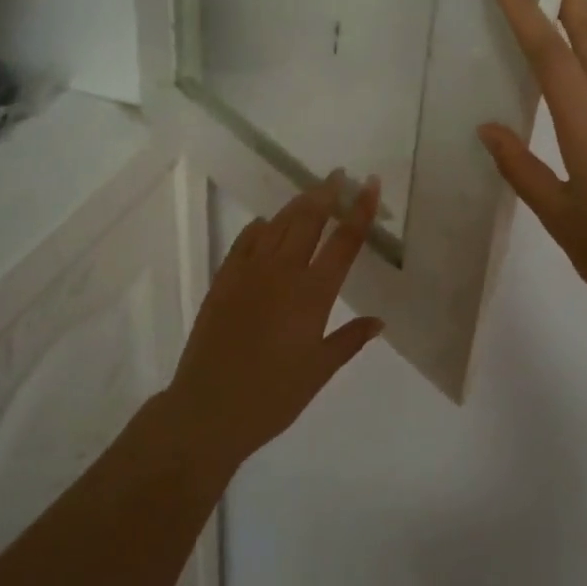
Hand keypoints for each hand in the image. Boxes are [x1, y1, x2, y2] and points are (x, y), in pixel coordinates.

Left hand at [166, 174, 384, 470]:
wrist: (208, 410)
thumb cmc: (273, 397)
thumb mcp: (319, 371)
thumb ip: (350, 340)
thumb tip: (378, 321)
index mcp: (312, 295)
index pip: (343, 242)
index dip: (359, 210)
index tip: (370, 184)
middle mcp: (282, 273)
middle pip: (308, 220)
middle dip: (326, 193)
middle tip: (339, 175)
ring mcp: (249, 273)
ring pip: (277, 225)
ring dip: (297, 205)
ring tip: (311, 193)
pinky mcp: (223, 281)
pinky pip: (244, 242)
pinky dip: (260, 228)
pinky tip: (266, 224)